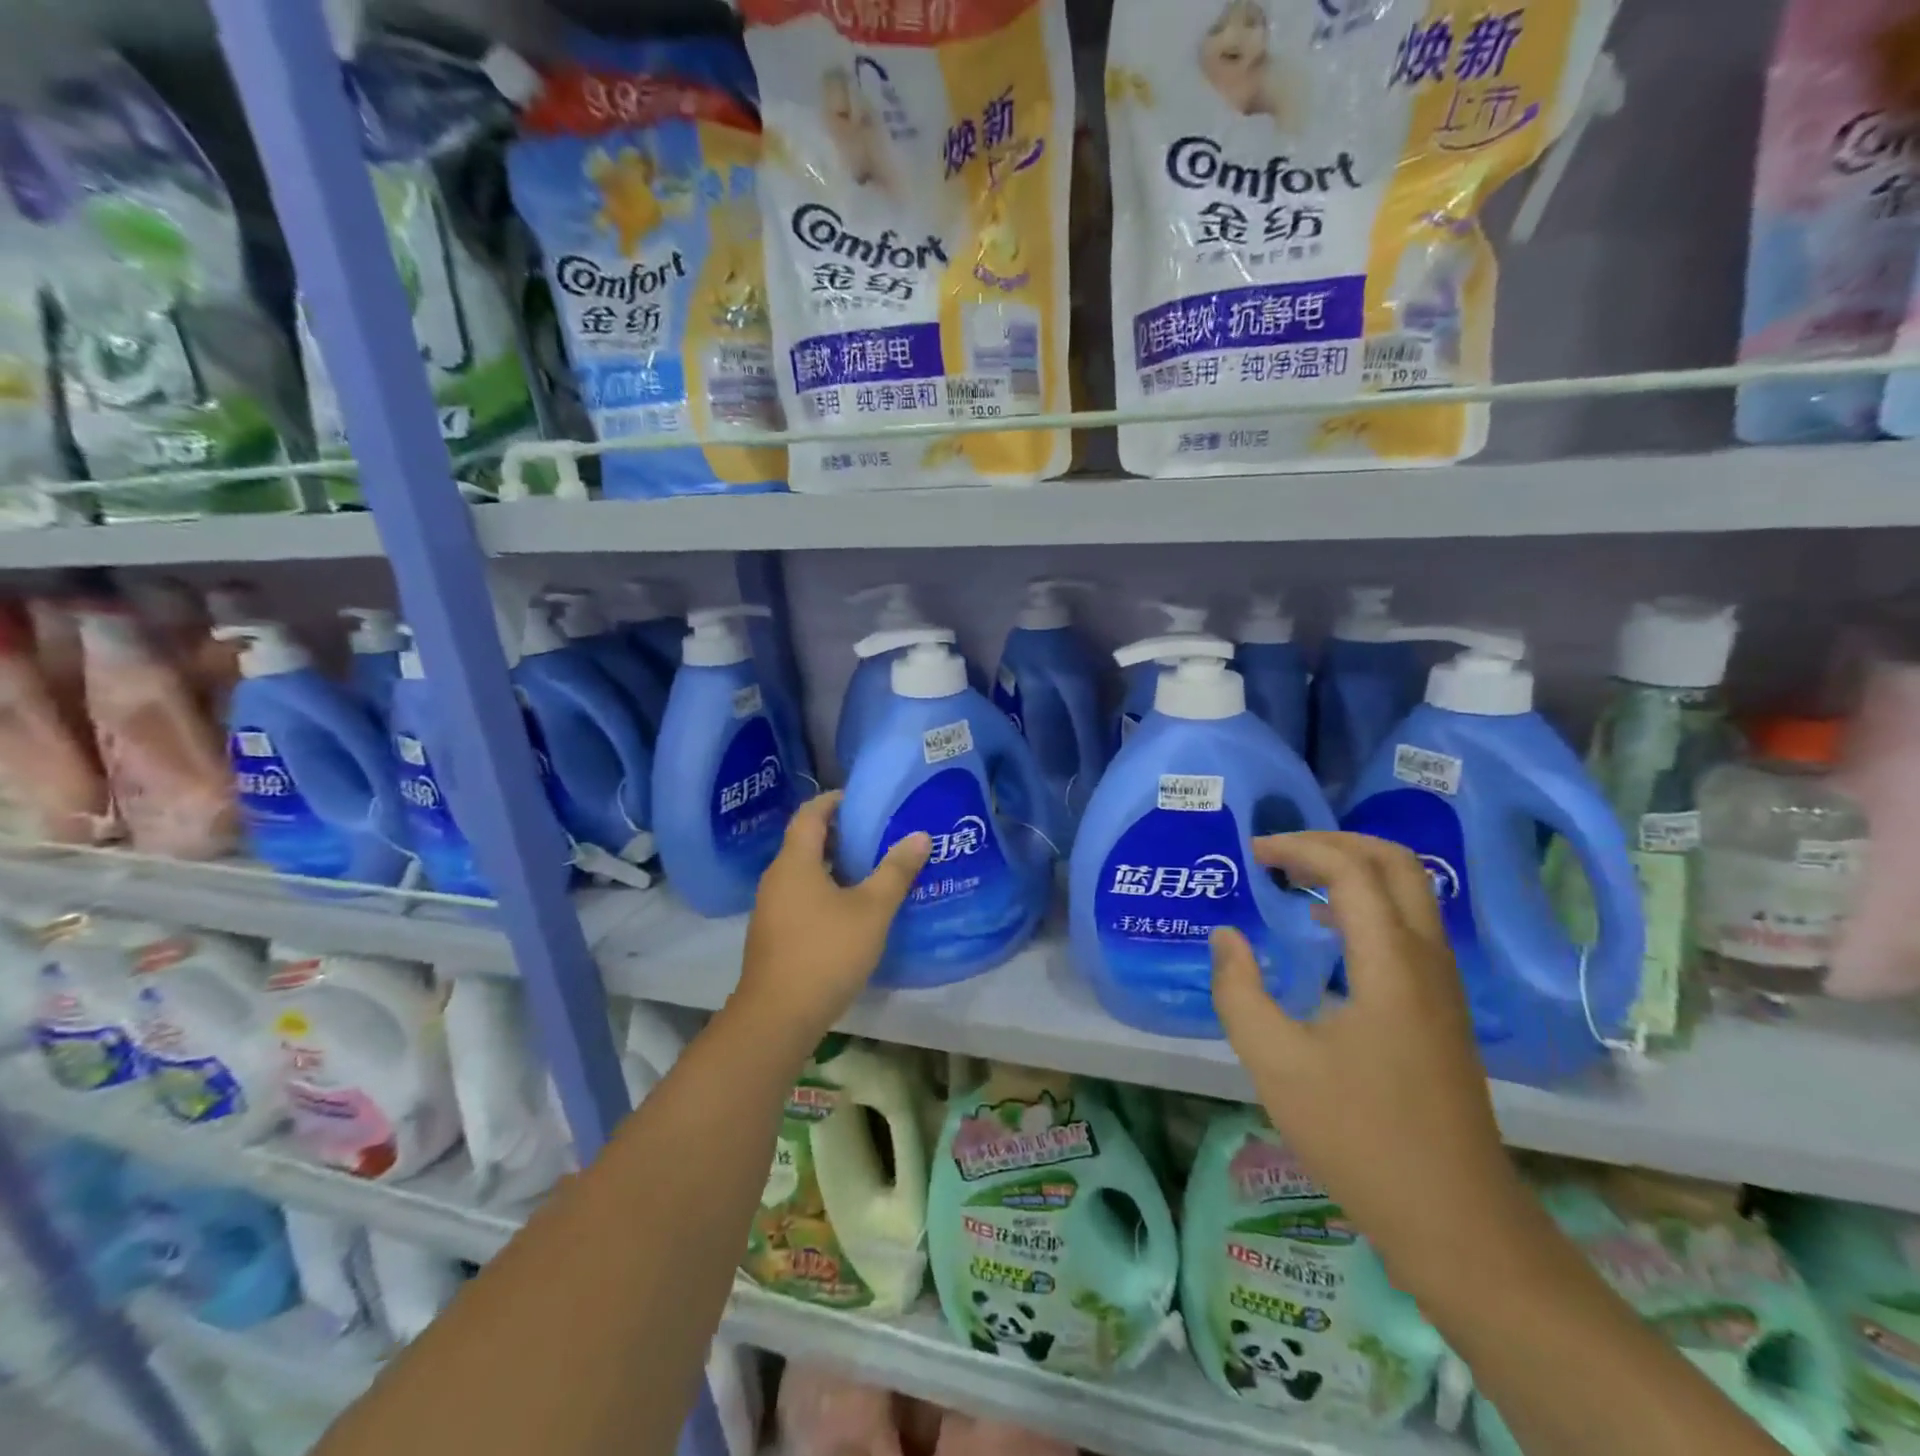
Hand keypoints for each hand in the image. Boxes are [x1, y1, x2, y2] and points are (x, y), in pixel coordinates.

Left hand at [731, 792, 930, 1052]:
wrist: (777, 1017)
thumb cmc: (826, 952)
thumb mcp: (872, 910)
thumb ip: (896, 871)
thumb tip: (919, 835)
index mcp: (795, 862)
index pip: (810, 814)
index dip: (834, 800)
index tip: (861, 798)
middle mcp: (776, 878)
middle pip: (805, 842)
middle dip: (838, 832)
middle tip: (876, 832)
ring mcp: (771, 908)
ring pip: (803, 872)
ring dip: (832, 864)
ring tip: (869, 867)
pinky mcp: (773, 934)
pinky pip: (800, 896)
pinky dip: (824, 889)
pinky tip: (850, 908)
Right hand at [1210, 831, 1527, 1294]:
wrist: (1456, 1219)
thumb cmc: (1359, 1137)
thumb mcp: (1275, 1063)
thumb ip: (1239, 990)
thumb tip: (1226, 937)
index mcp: (1389, 963)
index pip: (1351, 870)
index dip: (1300, 848)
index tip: (1253, 854)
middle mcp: (1426, 959)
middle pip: (1396, 863)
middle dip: (1336, 842)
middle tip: (1281, 852)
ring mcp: (1443, 984)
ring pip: (1410, 892)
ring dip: (1353, 870)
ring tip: (1295, 880)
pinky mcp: (1443, 1008)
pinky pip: (1409, 926)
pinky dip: (1367, 904)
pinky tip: (1326, 932)